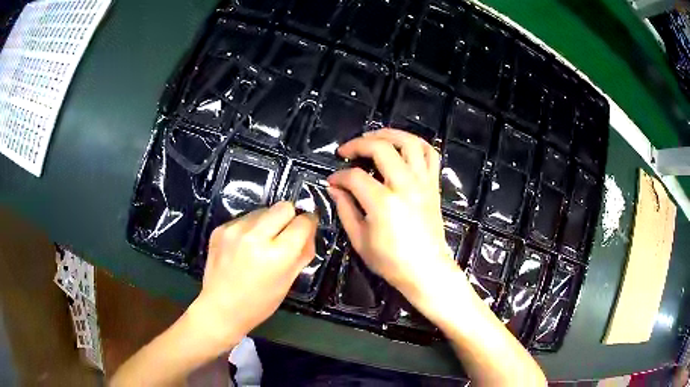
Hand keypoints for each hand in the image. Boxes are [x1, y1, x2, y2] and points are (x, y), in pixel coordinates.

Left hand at [189, 202, 316, 348]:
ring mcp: (235, 230)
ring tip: (260, 244)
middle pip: (284, 206)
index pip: (303, 222)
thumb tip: (308, 230)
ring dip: (268, 222)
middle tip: (284, 235)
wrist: (220, 308)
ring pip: (263, 210)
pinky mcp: (220, 229)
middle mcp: (255, 236)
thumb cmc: (259, 302)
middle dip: (289, 217)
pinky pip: (244, 218)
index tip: (305, 230)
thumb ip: (303, 253)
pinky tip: (243, 247)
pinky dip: (249, 228)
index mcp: (277, 254)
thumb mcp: (288, 282)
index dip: (308, 224)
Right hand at [327, 129, 463, 306]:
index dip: (339, 176)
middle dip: (359, 144)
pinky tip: (402, 146)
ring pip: (410, 143)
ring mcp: (423, 183)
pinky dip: (416, 144)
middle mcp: (405, 186)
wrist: (426, 270)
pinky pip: (430, 155)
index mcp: (383, 203)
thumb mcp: (360, 240)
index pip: (355, 176)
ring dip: (389, 134)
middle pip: (381, 148)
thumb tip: (335, 188)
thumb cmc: (391, 262)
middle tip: (346, 151)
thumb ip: (345, 210)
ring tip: (373, 137)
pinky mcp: (434, 186)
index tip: (332, 181)